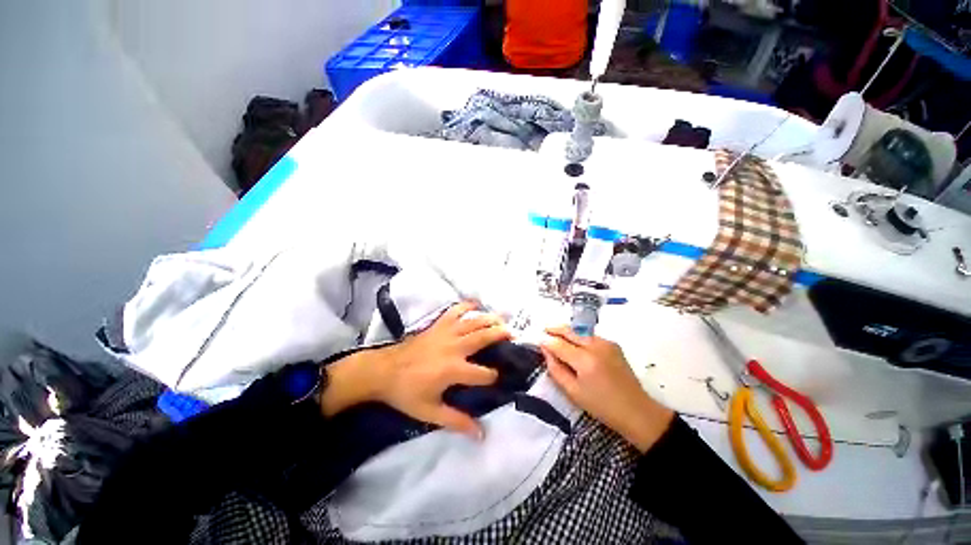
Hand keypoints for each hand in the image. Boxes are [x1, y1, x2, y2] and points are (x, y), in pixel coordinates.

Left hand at [321, 302, 509, 438]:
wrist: (383, 371)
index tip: (497, 378)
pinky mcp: (438, 325)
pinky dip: (466, 305)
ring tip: (502, 320)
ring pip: (474, 322)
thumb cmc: (406, 393)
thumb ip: (456, 421)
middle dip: (501, 335)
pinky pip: (455, 310)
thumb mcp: (430, 412)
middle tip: (513, 335)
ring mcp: (446, 333)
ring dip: (490, 319)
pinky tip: (475, 304)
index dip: (493, 377)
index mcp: (453, 370)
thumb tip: (481, 435)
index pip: (483, 374)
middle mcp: (454, 347)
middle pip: (484, 337)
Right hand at [541, 326, 673, 452]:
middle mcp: (596, 346)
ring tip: (555, 334)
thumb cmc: (601, 406)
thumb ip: (556, 369)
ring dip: (566, 331)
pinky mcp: (613, 344)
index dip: (546, 341)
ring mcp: (606, 343)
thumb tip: (546, 351)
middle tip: (543, 329)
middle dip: (555, 329)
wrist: (636, 411)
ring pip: (579, 331)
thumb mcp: (573, 392)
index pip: (559, 344)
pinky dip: (579, 336)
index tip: (537, 339)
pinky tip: (574, 343)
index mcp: (585, 360)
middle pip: (569, 331)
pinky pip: (590, 336)